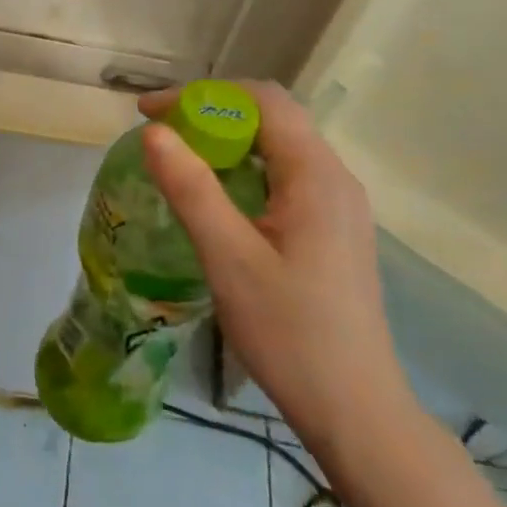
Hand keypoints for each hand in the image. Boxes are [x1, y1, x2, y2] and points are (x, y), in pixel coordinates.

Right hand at [139, 82, 416, 456]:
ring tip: (178, 159)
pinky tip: (216, 197)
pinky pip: (285, 177)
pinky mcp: (333, 230)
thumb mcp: (229, 259)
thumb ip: (192, 190)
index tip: (150, 113)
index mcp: (317, 176)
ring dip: (227, 141)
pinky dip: (244, 169)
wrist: (355, 411)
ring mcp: (339, 206)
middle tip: (158, 134)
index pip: (262, 101)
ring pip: (279, 148)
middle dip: (211, 114)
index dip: (201, 95)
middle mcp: (335, 179)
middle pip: (273, 118)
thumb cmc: (290, 333)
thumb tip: (155, 132)